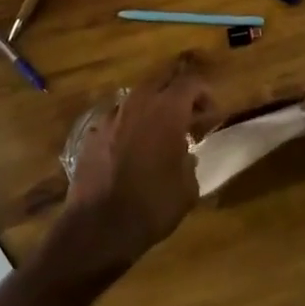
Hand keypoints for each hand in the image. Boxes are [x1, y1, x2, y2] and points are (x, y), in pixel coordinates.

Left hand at [55, 56, 216, 273]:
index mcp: (167, 110)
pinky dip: (131, 125)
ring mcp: (112, 115)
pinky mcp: (93, 132)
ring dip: (153, 107)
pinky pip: (118, 117)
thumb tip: (186, 154)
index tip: (211, 115)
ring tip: (161, 134)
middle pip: (163, 79)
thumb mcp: (188, 188)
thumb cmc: (153, 205)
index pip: (191, 82)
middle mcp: (138, 103)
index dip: (205, 94)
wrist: (99, 226)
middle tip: (189, 116)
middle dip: (179, 92)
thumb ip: (190, 161)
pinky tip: (133, 149)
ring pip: (138, 97)